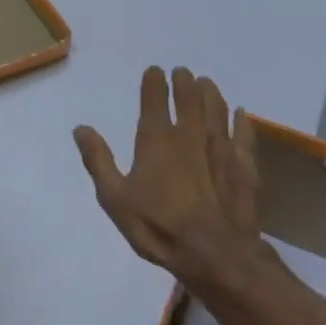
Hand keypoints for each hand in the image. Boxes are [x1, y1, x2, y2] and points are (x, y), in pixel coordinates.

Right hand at [74, 65, 261, 295]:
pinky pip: (244, 137)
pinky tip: (242, 114)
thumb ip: (99, 161)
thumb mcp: (115, 198)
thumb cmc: (159, 227)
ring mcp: (221, 150)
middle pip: (190, 100)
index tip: (155, 70)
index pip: (154, 101)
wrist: (214, 254)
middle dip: (185, 83)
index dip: (154, 83)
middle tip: (183, 72)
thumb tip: (81, 128)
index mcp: (157, 141)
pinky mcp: (243, 168)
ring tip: (207, 82)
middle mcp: (190, 136)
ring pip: (217, 111)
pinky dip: (242, 123)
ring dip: (211, 94)